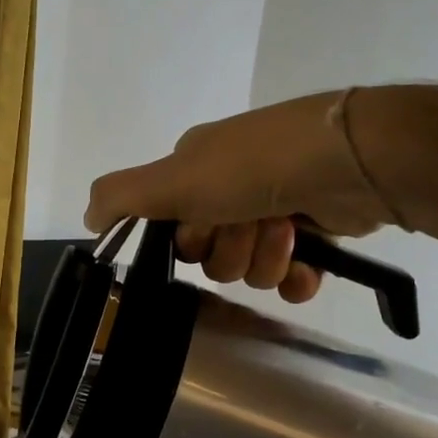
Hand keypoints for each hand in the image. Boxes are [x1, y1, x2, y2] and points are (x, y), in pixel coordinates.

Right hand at [83, 90, 394, 300]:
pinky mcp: (317, 231)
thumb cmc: (255, 166)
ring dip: (266, 258)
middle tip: (251, 225)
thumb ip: (122, 196)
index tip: (205, 225)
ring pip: (251, 268)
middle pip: (212, 255)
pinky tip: (306, 268)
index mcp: (199, 170)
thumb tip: (87, 220)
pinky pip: (291, 278)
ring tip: (287, 231)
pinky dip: (296, 278)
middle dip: (231, 250)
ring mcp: (278, 208)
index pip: (174, 229)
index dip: (189, 239)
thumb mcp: (175, 177)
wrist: (350, 159)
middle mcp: (235, 187)